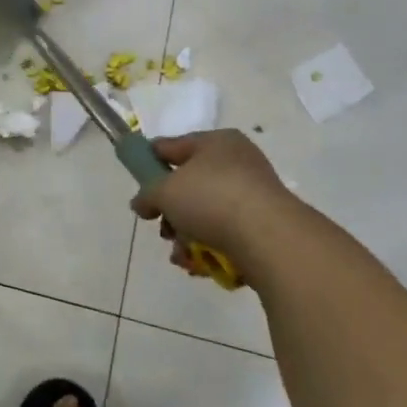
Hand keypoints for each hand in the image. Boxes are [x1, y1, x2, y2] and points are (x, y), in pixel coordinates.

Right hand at [129, 130, 308, 290]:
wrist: (269, 238)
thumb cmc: (211, 198)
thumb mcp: (164, 191)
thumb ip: (146, 194)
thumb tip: (141, 203)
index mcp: (216, 142)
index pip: (172, 146)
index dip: (150, 163)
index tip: (137, 185)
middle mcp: (238, 163)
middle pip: (189, 186)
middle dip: (171, 212)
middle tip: (163, 229)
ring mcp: (254, 195)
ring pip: (206, 215)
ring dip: (187, 236)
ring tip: (182, 256)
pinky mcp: (264, 226)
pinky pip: (226, 234)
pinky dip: (209, 249)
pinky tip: (199, 265)